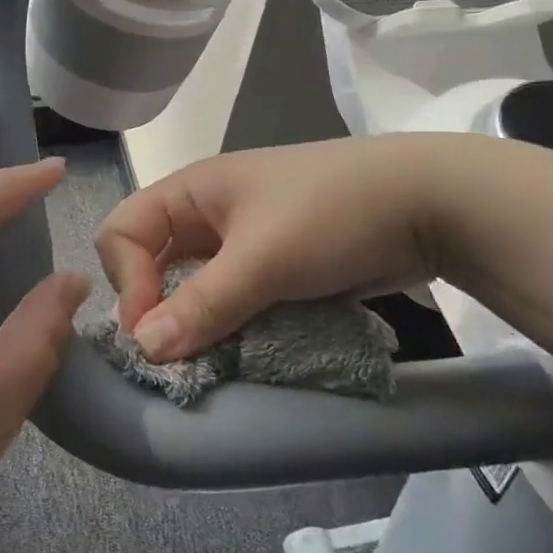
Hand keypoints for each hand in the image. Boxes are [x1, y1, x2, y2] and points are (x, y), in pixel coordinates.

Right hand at [95, 136, 440, 361]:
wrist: (430, 204)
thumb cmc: (330, 215)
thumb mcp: (262, 259)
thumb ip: (201, 305)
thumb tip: (143, 350)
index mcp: (190, 191)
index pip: (122, 232)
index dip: (126, 280)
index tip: (153, 330)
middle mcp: (206, 213)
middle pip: (151, 262)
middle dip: (155, 308)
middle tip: (177, 355)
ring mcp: (241, 241)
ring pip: (192, 287)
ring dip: (194, 324)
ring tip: (210, 361)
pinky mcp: (273, 266)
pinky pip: (230, 300)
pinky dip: (228, 326)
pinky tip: (242, 352)